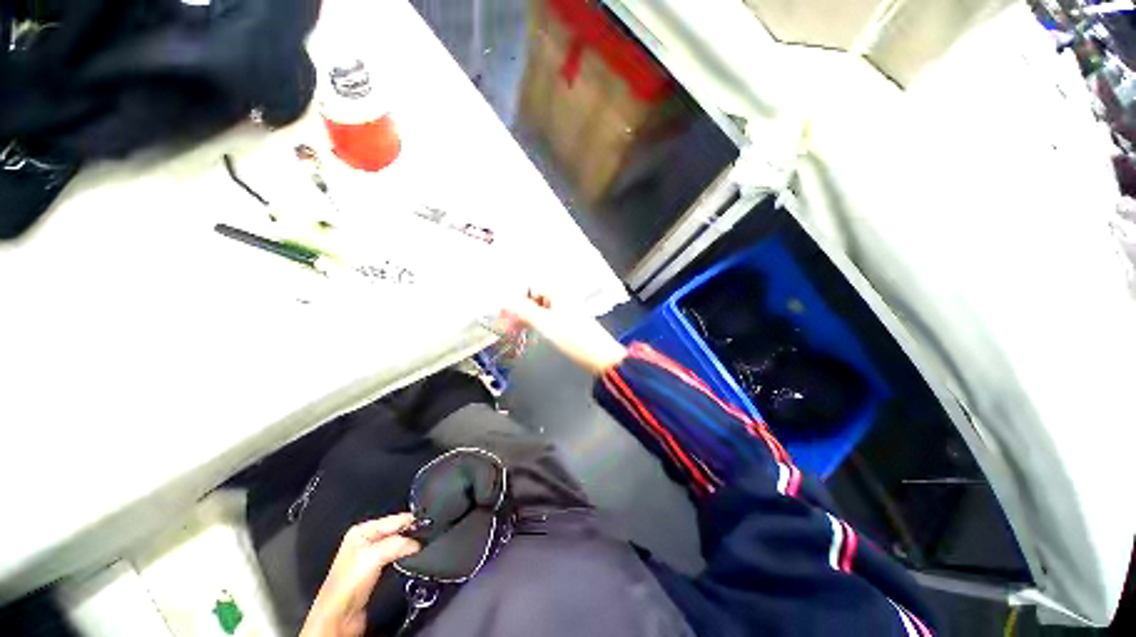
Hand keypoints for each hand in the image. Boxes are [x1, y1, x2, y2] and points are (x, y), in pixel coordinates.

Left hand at [300, 513, 420, 636]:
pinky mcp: (376, 572)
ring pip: (398, 544)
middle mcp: (366, 541)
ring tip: (422, 547)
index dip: (412, 521)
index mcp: (362, 530)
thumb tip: (418, 542)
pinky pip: (397, 557)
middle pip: (397, 530)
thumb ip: (398, 543)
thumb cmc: (346, 586)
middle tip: (427, 537)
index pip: (395, 518)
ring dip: (409, 547)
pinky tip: (412, 560)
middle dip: (412, 534)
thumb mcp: (374, 556)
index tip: (429, 525)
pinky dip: (406, 557)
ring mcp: (370, 557)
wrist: (339, 617)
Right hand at [502, 293, 626, 375]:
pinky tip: (531, 333)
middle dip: (520, 311)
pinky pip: (548, 319)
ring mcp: (566, 311)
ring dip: (527, 319)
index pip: (531, 289)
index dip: (517, 300)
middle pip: (535, 300)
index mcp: (558, 293)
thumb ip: (524, 312)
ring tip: (515, 331)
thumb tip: (505, 302)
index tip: (505, 314)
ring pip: (541, 310)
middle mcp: (562, 299)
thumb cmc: (574, 338)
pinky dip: (537, 325)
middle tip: (507, 325)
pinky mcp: (569, 324)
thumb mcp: (545, 324)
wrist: (599, 356)